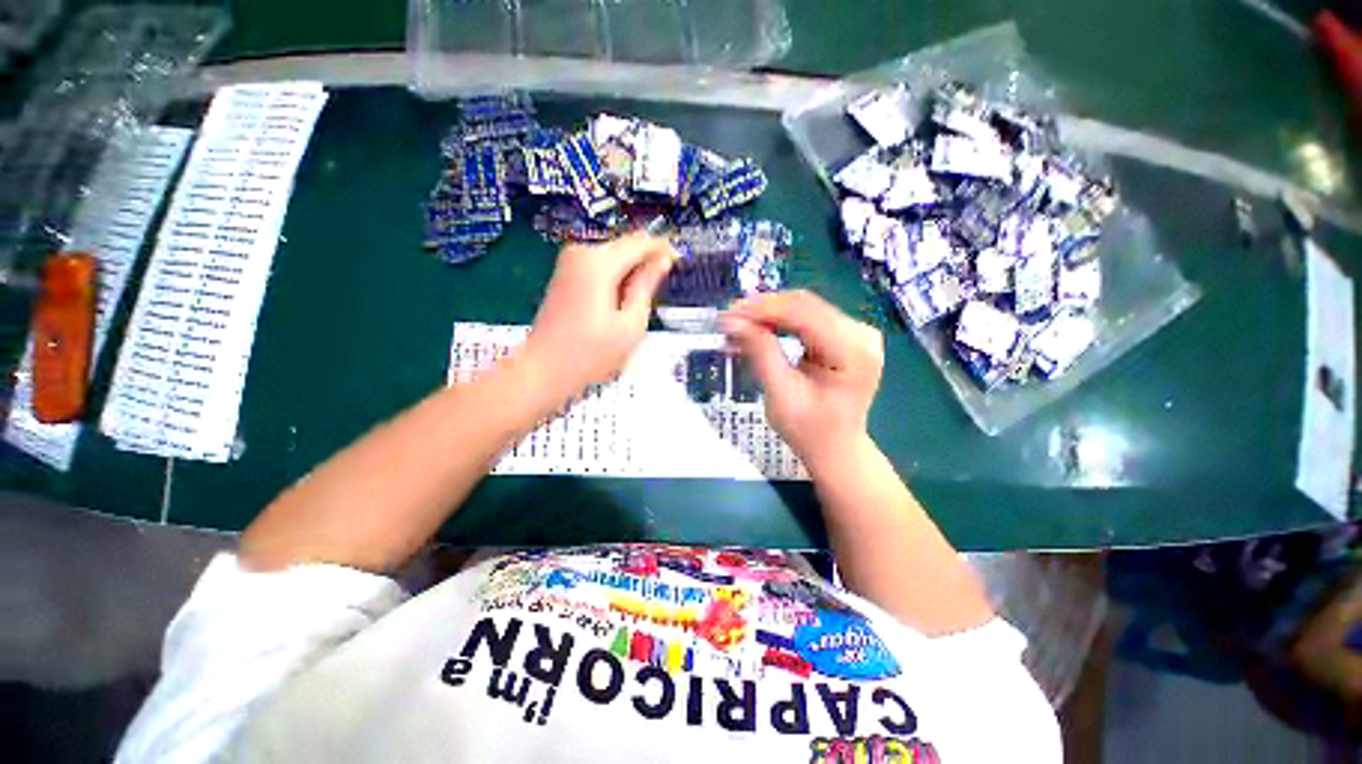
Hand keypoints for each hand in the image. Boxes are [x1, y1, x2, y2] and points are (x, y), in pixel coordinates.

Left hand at [522, 233, 675, 401]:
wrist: (543, 370)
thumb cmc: (590, 355)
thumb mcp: (630, 324)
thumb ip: (647, 286)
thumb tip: (662, 260)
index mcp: (599, 263)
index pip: (641, 242)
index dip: (663, 249)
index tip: (679, 260)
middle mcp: (581, 253)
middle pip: (626, 245)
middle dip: (646, 263)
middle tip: (658, 293)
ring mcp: (569, 262)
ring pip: (614, 256)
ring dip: (631, 273)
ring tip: (637, 305)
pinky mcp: (565, 274)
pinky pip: (600, 266)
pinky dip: (615, 279)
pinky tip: (619, 304)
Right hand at [722, 290, 883, 466]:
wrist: (835, 448)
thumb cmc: (809, 431)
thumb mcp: (781, 395)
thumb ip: (761, 353)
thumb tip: (734, 321)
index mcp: (853, 351)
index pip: (804, 314)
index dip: (763, 309)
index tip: (729, 314)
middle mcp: (861, 334)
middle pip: (805, 306)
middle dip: (762, 310)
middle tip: (728, 319)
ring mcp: (856, 332)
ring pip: (803, 308)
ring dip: (767, 315)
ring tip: (737, 325)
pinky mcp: (845, 335)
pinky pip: (807, 318)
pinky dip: (778, 322)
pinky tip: (757, 328)